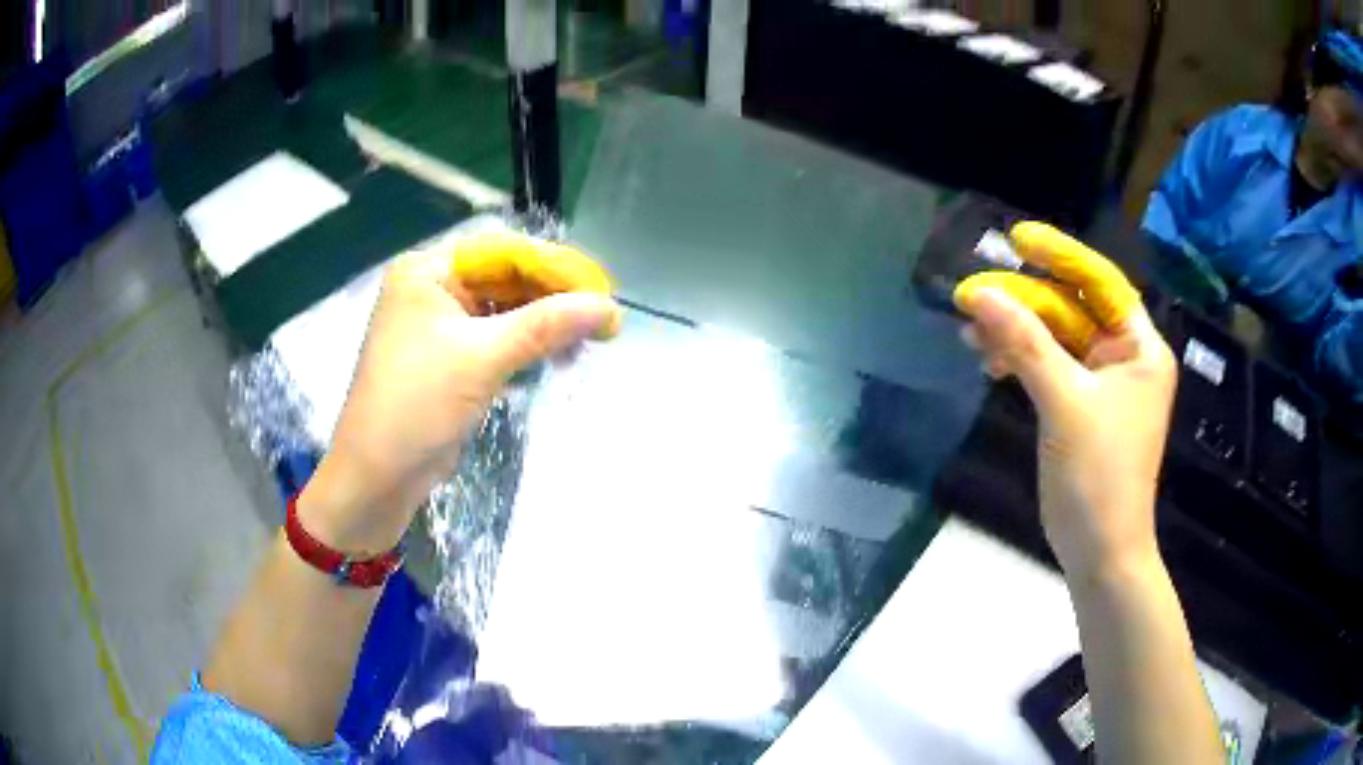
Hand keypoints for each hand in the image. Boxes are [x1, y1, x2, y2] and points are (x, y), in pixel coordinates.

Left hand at [303, 232, 621, 552]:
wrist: (376, 477)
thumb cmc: (418, 405)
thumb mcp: (483, 358)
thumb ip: (547, 325)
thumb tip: (610, 307)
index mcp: (428, 271)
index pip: (504, 252)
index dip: (556, 268)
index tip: (603, 291)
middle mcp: (432, 288)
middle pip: (506, 278)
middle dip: (554, 298)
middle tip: (603, 318)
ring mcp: (440, 325)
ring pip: (505, 310)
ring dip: (545, 324)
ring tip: (589, 339)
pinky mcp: (450, 359)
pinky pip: (497, 338)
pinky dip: (527, 346)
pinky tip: (559, 355)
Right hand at [955, 223, 1176, 584]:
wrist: (1100, 552)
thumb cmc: (1099, 477)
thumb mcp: (1065, 404)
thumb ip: (1025, 344)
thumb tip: (979, 293)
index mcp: (1140, 348)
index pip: (1101, 283)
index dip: (1061, 256)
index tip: (1018, 239)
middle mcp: (1125, 358)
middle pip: (1072, 310)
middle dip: (1024, 302)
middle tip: (973, 296)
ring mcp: (1102, 384)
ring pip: (1055, 339)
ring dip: (1015, 334)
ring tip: (971, 334)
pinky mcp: (1080, 408)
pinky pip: (1049, 368)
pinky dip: (1020, 362)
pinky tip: (990, 363)